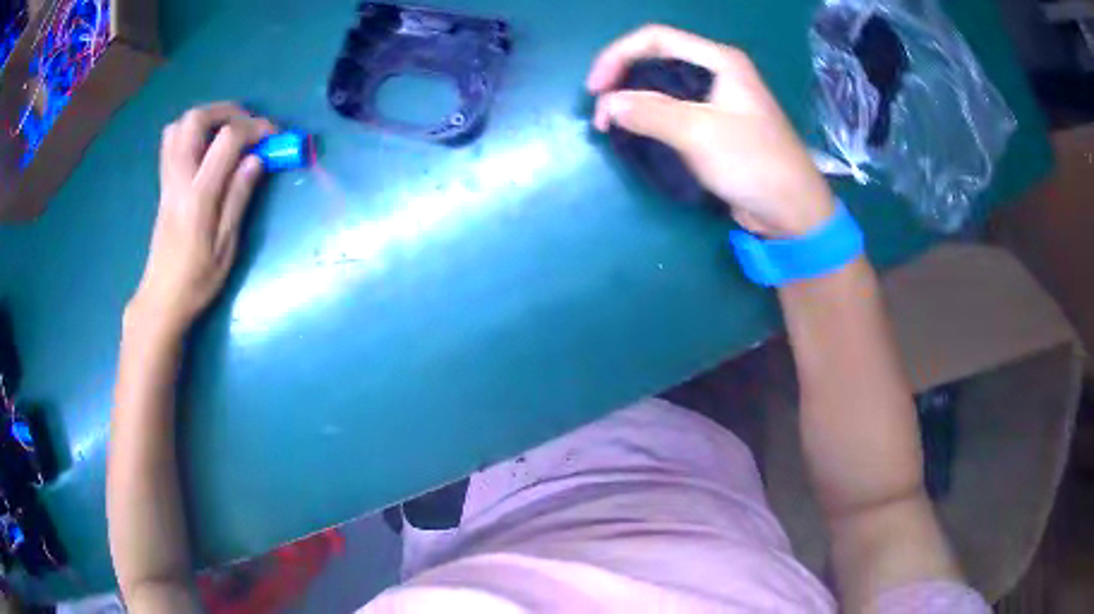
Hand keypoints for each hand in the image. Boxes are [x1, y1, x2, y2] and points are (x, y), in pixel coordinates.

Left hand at [127, 103, 275, 336]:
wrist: (161, 298)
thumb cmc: (197, 280)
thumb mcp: (226, 245)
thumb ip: (239, 196)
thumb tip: (257, 159)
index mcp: (198, 196)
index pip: (227, 139)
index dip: (255, 128)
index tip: (274, 136)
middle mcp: (179, 179)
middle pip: (196, 119)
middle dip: (228, 111)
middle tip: (249, 125)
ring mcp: (167, 179)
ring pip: (180, 125)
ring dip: (208, 117)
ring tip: (228, 131)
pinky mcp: (164, 184)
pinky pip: (172, 141)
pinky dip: (192, 131)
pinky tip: (207, 147)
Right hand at [588, 25, 833, 237]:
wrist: (792, 211)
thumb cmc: (754, 164)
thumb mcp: (700, 133)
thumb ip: (651, 113)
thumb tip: (607, 105)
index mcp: (719, 61)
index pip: (656, 39)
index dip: (618, 55)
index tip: (594, 89)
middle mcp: (716, 72)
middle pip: (656, 60)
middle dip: (622, 80)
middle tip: (600, 113)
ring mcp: (715, 99)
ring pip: (661, 86)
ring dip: (633, 102)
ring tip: (611, 127)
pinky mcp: (713, 125)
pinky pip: (672, 110)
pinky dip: (648, 119)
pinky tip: (635, 135)